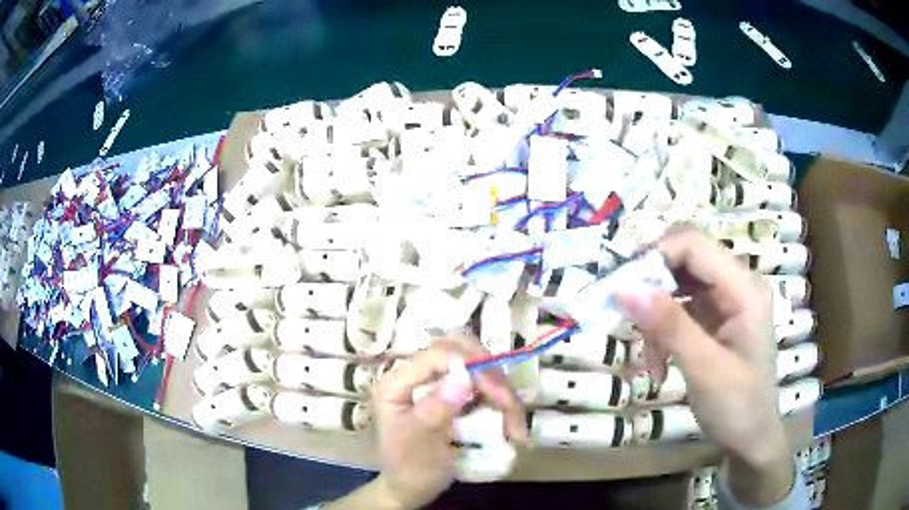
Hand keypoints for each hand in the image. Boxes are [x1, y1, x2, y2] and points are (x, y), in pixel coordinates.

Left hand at [370, 337, 526, 508]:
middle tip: (509, 404)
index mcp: (398, 383)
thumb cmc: (409, 468)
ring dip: (500, 390)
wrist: (411, 488)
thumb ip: (436, 408)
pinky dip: (499, 399)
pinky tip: (509, 421)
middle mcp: (417, 376)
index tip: (498, 394)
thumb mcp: (419, 443)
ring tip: (514, 425)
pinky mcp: (452, 394)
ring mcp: (436, 383)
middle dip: (490, 374)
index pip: (437, 355)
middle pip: (460, 350)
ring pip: (476, 366)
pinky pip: (482, 385)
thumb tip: (464, 375)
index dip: (472, 366)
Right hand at [619, 228, 793, 505]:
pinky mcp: (714, 320)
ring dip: (655, 318)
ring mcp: (725, 302)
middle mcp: (736, 285)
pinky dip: (662, 333)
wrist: (750, 439)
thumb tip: (624, 288)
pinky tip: (659, 365)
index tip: (623, 290)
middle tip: (628, 321)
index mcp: (744, 288)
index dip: (656, 256)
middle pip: (684, 260)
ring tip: (650, 360)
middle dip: (652, 288)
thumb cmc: (737, 407)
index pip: (694, 245)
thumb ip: (670, 325)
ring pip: (677, 286)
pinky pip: (679, 310)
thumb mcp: (705, 369)